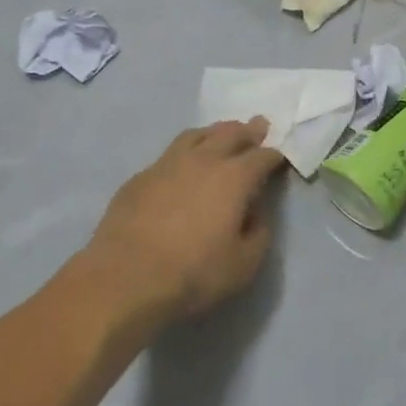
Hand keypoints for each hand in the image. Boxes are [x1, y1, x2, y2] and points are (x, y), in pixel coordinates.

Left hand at [82, 119, 286, 322]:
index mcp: (235, 177)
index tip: (280, 155)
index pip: (262, 156)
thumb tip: (255, 211)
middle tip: (258, 126)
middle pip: (231, 134)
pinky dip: (185, 152)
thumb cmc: (193, 273)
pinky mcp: (140, 177)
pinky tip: (183, 165)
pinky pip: (170, 154)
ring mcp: (168, 164)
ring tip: (221, 134)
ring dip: (215, 132)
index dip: (275, 155)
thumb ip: (259, 231)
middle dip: (248, 130)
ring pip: (197, 135)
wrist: (125, 279)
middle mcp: (203, 160)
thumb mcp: (245, 264)